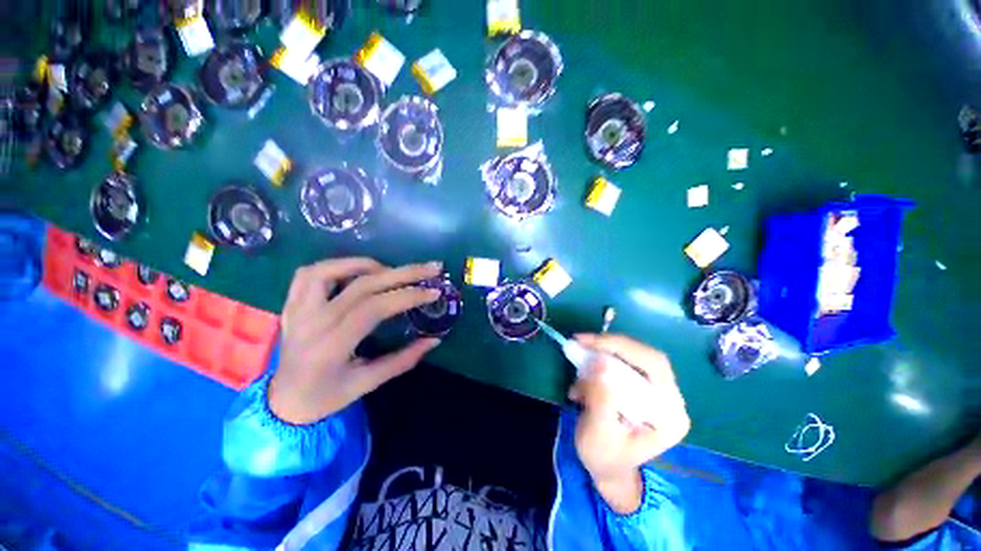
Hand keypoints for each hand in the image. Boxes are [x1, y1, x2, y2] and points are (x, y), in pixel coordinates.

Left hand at [269, 257, 443, 424]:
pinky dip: (338, 265)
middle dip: (403, 273)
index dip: (407, 296)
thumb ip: (403, 360)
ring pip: (331, 270)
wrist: (282, 402)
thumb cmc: (326, 397)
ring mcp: (298, 310)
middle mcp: (312, 322)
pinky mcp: (292, 304)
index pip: (374, 308)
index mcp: (331, 346)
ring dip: (368, 265)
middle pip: (362, 284)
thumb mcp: (367, 383)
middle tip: (431, 268)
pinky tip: (358, 271)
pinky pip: (310, 273)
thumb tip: (434, 340)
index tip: (434, 292)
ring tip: (392, 270)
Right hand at [569, 334, 689, 513]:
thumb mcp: (598, 432)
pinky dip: (602, 358)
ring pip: (635, 354)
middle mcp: (672, 399)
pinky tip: (586, 370)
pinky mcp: (644, 385)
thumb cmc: (604, 456)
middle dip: (611, 345)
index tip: (587, 342)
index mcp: (670, 415)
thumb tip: (599, 362)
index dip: (620, 347)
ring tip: (580, 355)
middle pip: (646, 355)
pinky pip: (625, 361)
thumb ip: (600, 399)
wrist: (608, 467)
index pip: (653, 366)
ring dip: (604, 351)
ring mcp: (659, 391)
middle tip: (581, 341)